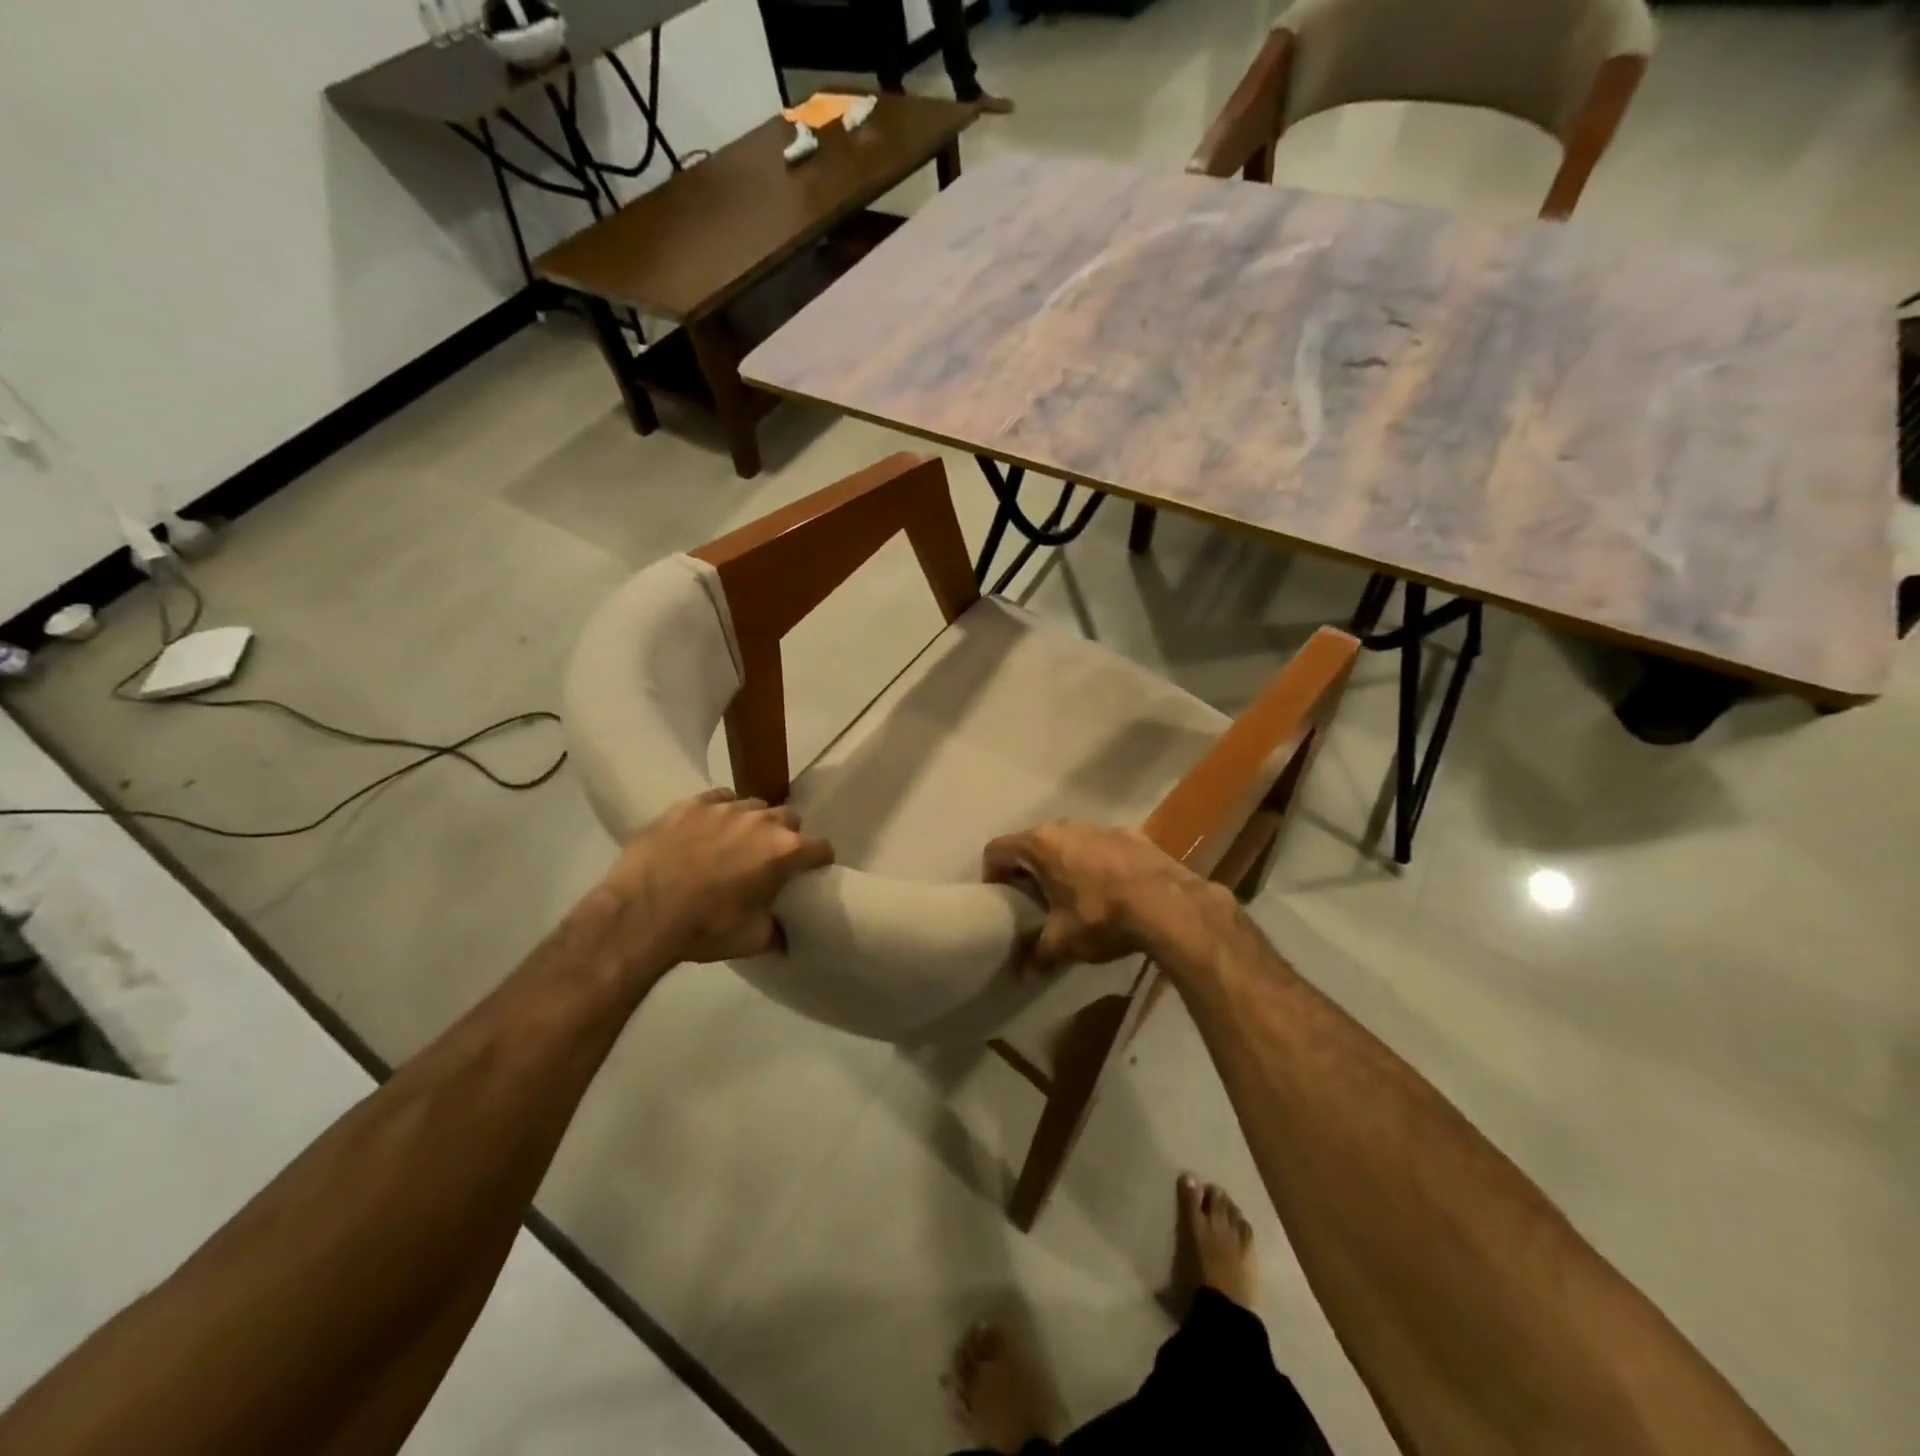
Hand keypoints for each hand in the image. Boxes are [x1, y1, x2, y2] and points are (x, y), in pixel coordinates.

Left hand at [600, 789, 833, 966]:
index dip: (819, 860)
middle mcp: (761, 820)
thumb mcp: (751, 940)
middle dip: (785, 836)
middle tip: (769, 858)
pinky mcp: (690, 804)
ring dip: (752, 822)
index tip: (811, 871)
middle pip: (789, 819)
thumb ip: (776, 931)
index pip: (821, 847)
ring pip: (752, 806)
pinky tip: (707, 829)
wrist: (640, 915)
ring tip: (735, 842)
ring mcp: (724, 807)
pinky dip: (719, 812)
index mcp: (784, 851)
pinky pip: (717, 799)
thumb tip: (784, 934)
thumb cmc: (704, 929)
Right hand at [982, 821, 1221, 971]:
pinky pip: (1098, 846)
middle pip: (1031, 843)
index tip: (999, 898)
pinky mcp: (1129, 834)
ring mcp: (1099, 826)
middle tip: (1031, 899)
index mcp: (1041, 845)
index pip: (997, 849)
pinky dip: (1093, 862)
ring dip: (1061, 863)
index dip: (991, 874)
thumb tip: (1022, 975)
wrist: (1169, 904)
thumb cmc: (1103, 916)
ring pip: (1067, 841)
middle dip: (1027, 869)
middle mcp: (1065, 826)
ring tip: (1070, 895)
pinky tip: (1107, 889)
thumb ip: (1038, 955)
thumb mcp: (1064, 942)